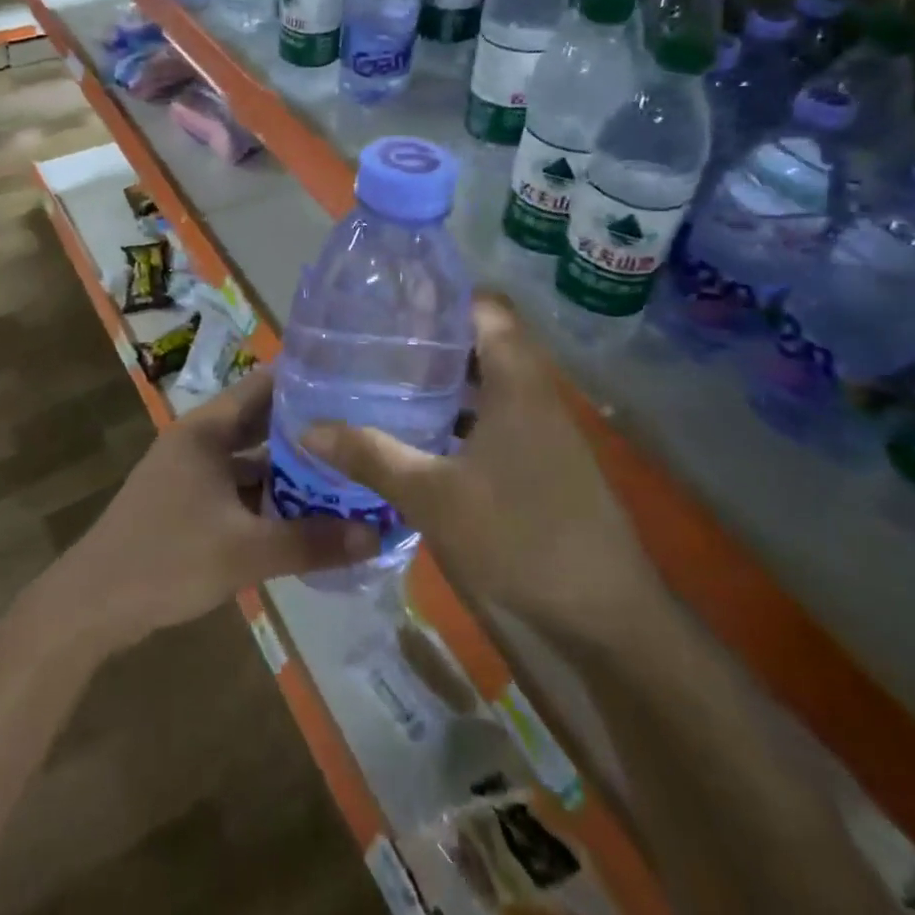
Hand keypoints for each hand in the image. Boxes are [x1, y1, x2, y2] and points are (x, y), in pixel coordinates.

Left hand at [54, 367, 380, 647]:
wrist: (91, 605)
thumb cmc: (167, 558)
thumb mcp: (245, 551)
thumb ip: (311, 541)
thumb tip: (377, 534)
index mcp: (207, 429)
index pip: (265, 385)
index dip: (308, 381)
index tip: (355, 384)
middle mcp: (200, 441)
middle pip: (262, 423)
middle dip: (308, 430)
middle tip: (361, 432)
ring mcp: (191, 473)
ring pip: (252, 460)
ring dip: (290, 470)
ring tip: (347, 474)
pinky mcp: (188, 504)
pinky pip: (239, 489)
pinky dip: (269, 498)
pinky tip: (306, 515)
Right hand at [302, 293, 661, 642]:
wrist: (606, 617)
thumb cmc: (521, 536)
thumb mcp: (433, 496)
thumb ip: (372, 457)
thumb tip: (308, 429)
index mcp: (517, 380)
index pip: (484, 307)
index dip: (441, 298)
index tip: (393, 303)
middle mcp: (535, 391)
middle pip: (482, 342)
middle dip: (432, 340)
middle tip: (377, 344)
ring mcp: (545, 428)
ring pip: (489, 383)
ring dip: (446, 381)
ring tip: (389, 382)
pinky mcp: (545, 461)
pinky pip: (497, 417)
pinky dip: (462, 416)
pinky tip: (423, 436)